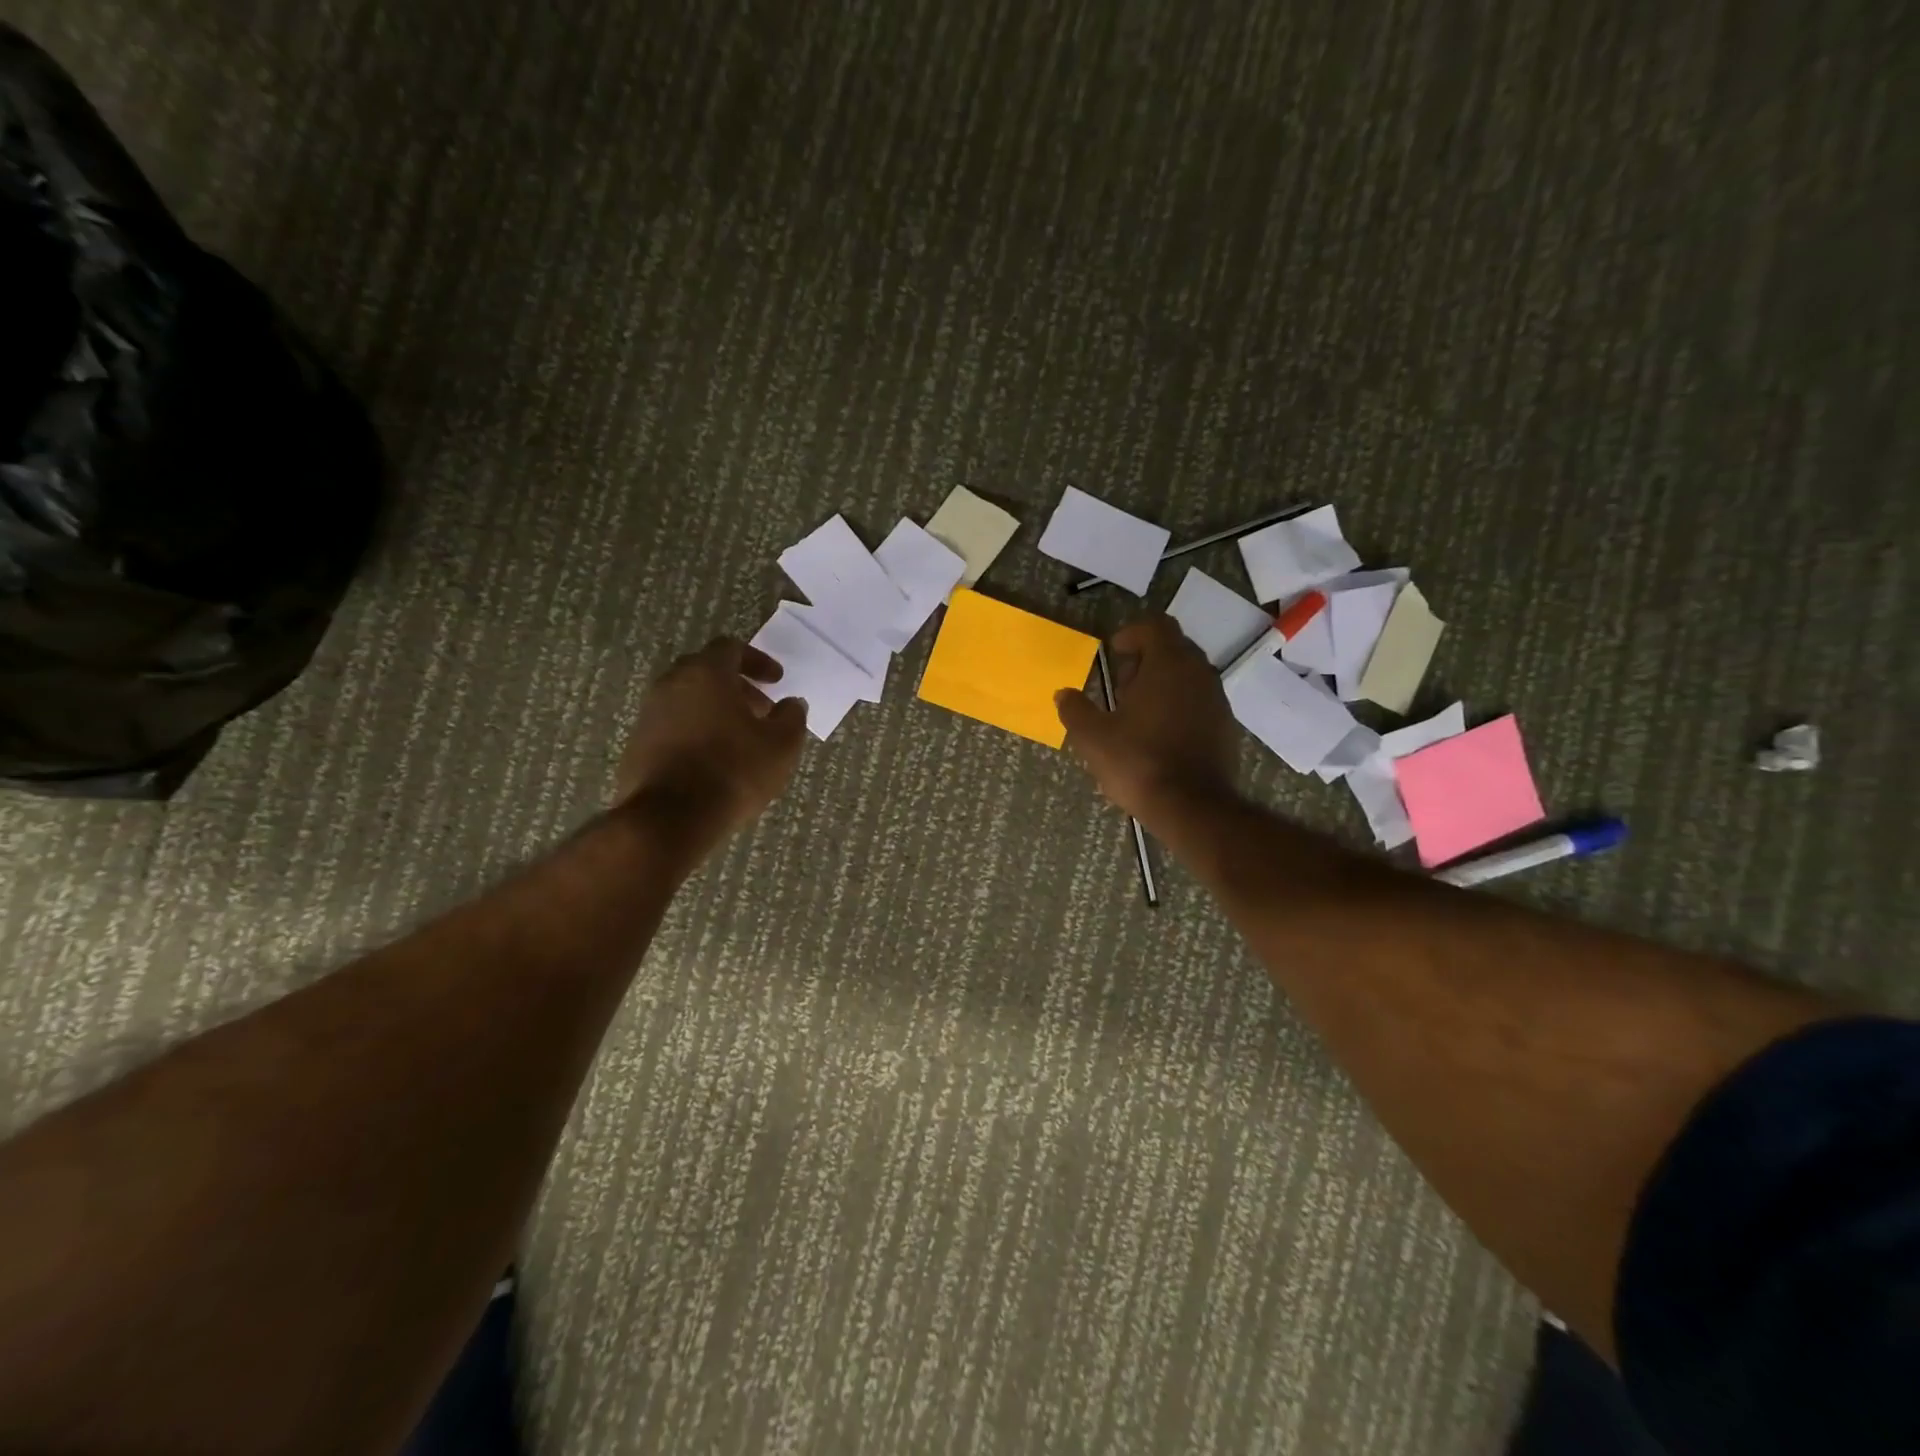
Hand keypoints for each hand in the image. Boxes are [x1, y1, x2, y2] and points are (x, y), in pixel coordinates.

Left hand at [615, 637, 806, 840]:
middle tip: (760, 709)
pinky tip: (713, 759)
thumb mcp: (781, 745)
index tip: (776, 681)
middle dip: (736, 685)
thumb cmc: (733, 771)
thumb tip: (792, 703)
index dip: (758, 661)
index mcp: (706, 674)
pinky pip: (672, 725)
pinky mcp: (637, 744)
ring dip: (714, 709)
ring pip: (687, 698)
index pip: (731, 648)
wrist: (669, 818)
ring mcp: (650, 714)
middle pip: (705, 671)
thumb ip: (791, 717)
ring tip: (739, 738)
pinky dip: (695, 731)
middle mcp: (672, 684)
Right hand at [1055, 615, 1240, 827]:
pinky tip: (1159, 737)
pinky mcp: (1225, 727)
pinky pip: (1199, 702)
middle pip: (1173, 648)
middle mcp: (1199, 673)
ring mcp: (1217, 700)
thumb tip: (1064, 694)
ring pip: (1188, 676)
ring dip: (1162, 685)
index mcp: (1168, 664)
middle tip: (1121, 687)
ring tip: (1137, 715)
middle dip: (1145, 660)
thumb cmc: (1138, 762)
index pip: (1155, 626)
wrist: (1193, 807)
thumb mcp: (1092, 737)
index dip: (1131, 634)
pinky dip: (1179, 707)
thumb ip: (1075, 710)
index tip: (1113, 654)